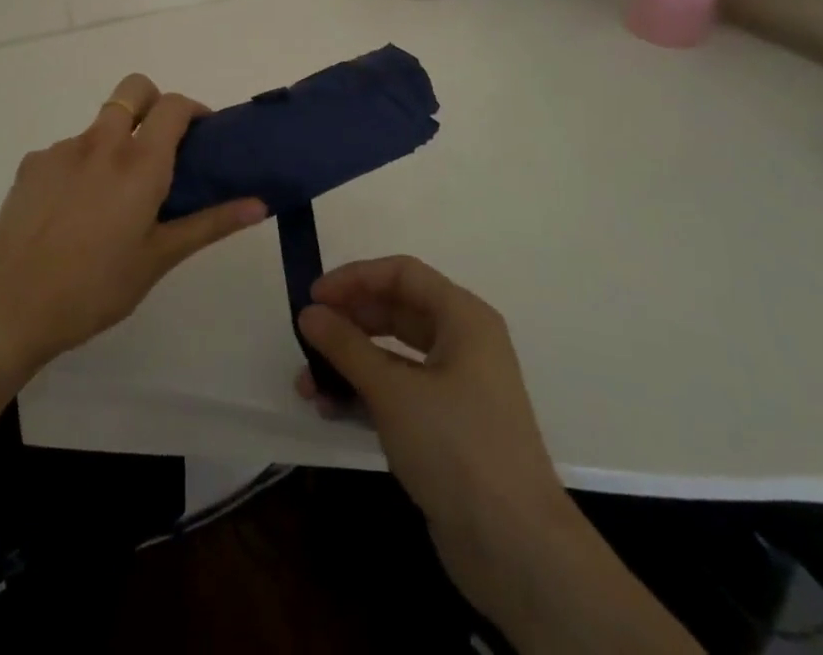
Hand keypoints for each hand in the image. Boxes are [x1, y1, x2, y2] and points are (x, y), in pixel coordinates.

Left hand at [0, 73, 265, 376]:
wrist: (8, 309)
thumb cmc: (95, 288)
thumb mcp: (159, 259)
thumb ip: (210, 223)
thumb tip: (260, 204)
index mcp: (139, 163)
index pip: (174, 105)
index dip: (194, 109)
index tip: (202, 135)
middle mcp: (101, 142)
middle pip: (134, 89)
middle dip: (153, 101)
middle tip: (160, 145)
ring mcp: (62, 149)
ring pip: (100, 124)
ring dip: (116, 142)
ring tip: (112, 198)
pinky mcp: (32, 164)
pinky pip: (68, 151)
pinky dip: (81, 166)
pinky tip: (73, 212)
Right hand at [296, 257, 569, 631]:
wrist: (516, 549)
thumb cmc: (457, 447)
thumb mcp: (393, 391)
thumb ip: (346, 346)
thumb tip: (308, 313)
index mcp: (463, 317)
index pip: (401, 274)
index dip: (355, 278)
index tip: (314, 296)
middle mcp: (463, 342)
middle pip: (395, 311)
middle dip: (347, 323)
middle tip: (306, 337)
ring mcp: (456, 386)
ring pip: (393, 355)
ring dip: (349, 363)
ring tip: (306, 385)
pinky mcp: (447, 426)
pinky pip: (398, 392)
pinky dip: (365, 394)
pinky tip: (331, 410)